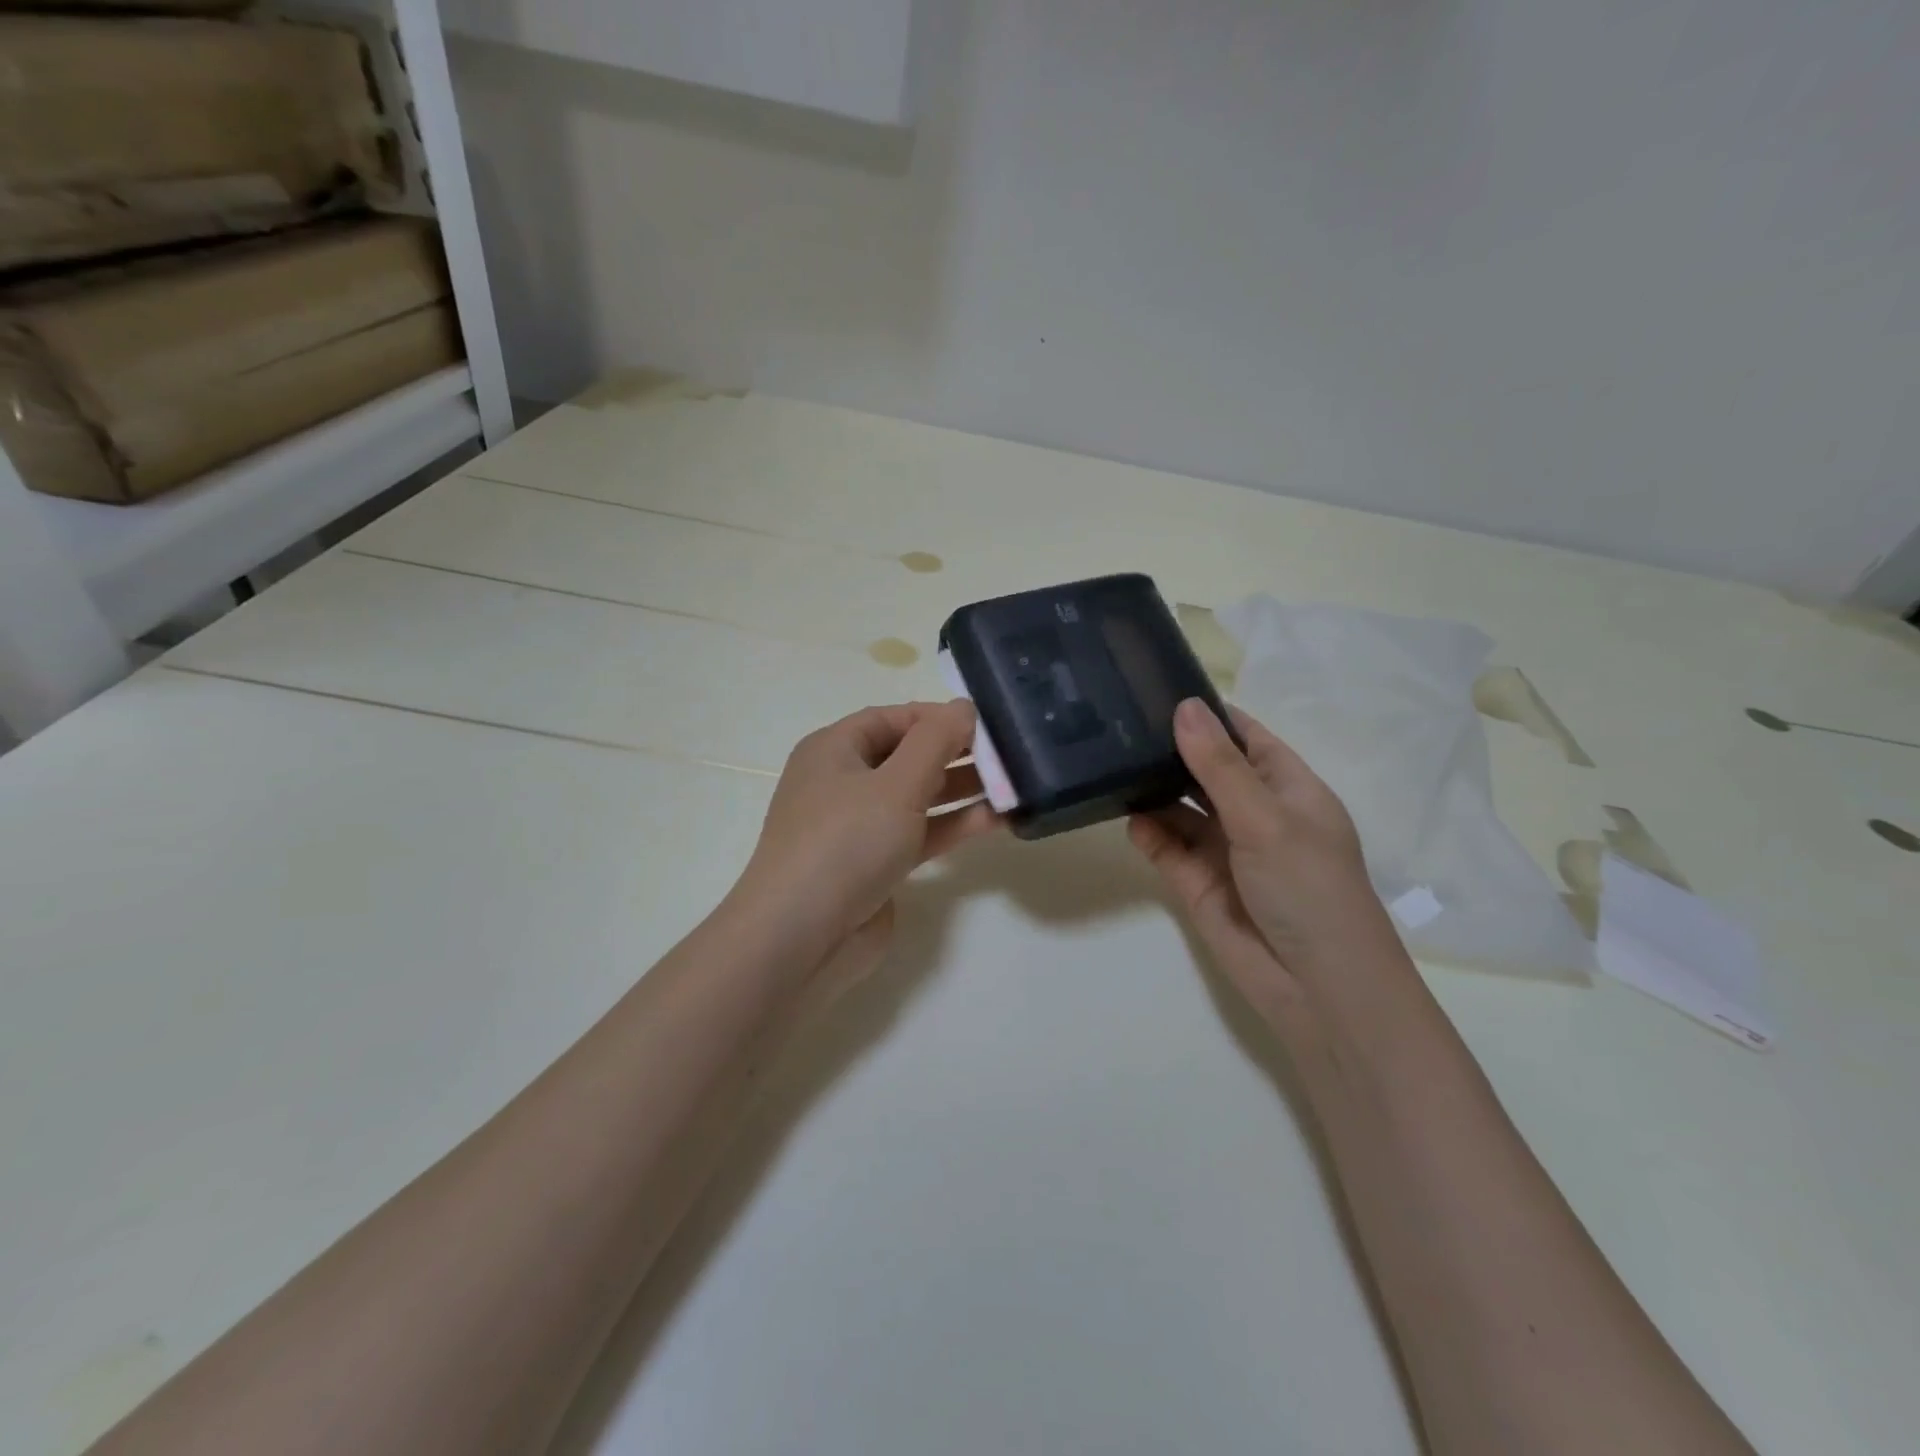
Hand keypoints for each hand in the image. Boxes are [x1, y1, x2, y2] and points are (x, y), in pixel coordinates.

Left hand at [737, 701, 1001, 980]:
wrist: (801, 940)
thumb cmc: (845, 843)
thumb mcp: (896, 784)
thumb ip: (935, 741)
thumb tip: (962, 707)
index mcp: (833, 750)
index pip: (891, 718)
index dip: (937, 716)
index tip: (984, 723)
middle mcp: (843, 782)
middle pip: (906, 756)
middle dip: (955, 753)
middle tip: (1007, 754)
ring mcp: (858, 827)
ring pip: (916, 797)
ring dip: (960, 790)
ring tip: (1012, 783)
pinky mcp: (876, 865)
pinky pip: (919, 834)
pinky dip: (952, 825)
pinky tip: (996, 819)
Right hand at [1129, 699, 1401, 1023]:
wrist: (1316, 988)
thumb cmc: (1308, 888)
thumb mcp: (1266, 817)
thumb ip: (1219, 766)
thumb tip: (1184, 707)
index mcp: (1288, 789)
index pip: (1245, 737)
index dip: (1209, 714)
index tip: (1159, 687)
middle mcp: (1254, 813)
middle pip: (1206, 769)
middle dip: (1171, 749)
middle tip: (1118, 721)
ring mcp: (1224, 849)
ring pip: (1180, 807)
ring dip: (1153, 789)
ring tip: (1111, 763)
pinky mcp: (1197, 882)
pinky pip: (1166, 847)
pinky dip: (1148, 832)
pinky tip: (1128, 817)